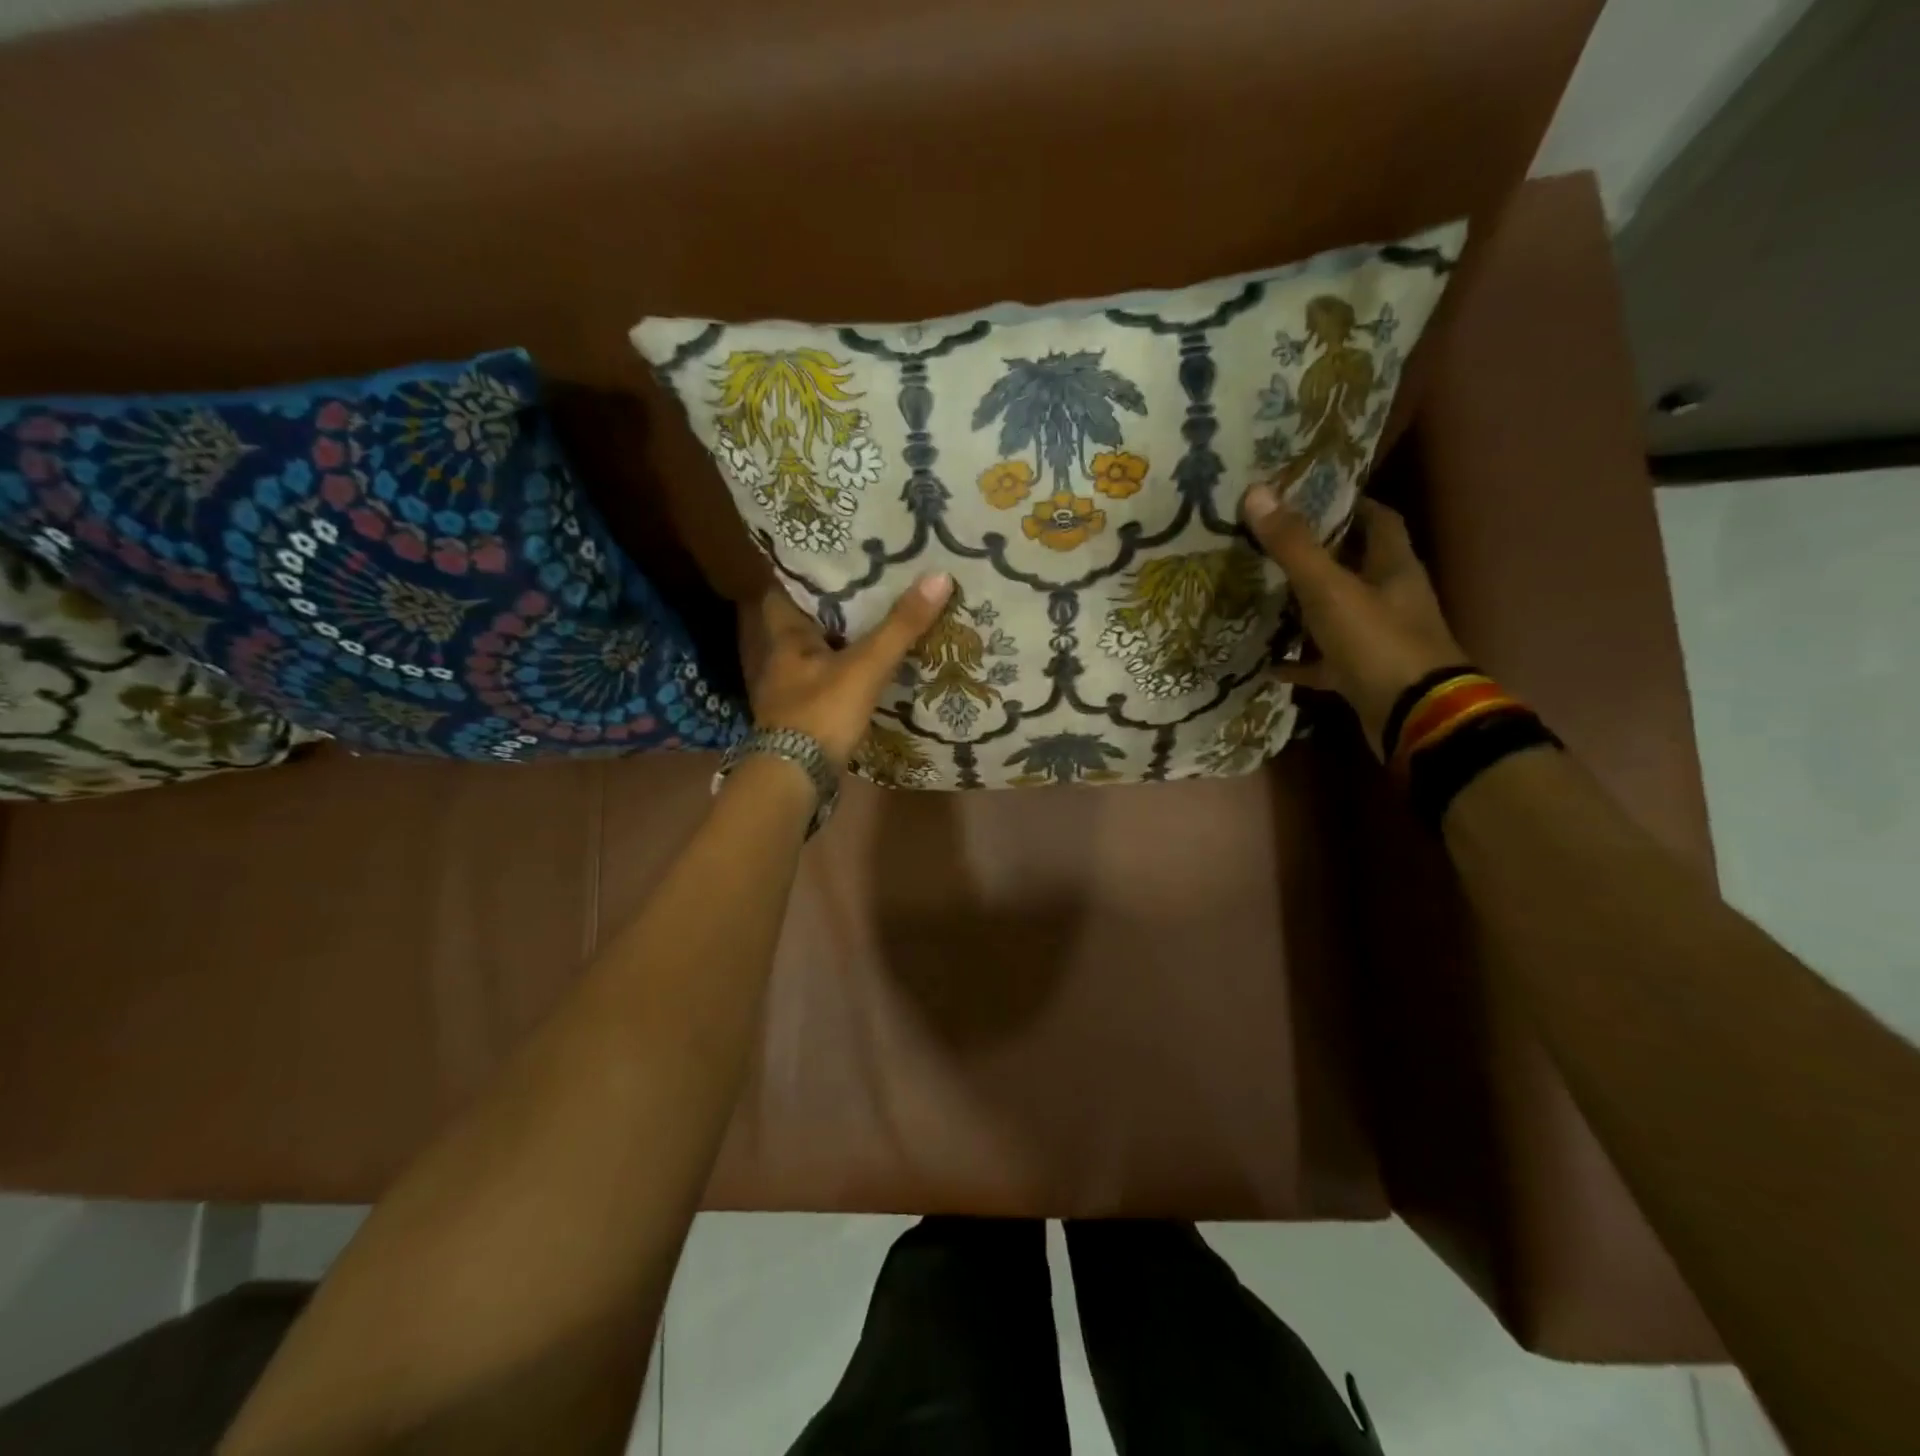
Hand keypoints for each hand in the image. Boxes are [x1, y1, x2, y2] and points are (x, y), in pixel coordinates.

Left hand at [742, 574, 952, 764]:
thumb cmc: (821, 713)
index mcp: (786, 638)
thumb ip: (900, 626)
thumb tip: (940, 576)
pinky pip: (826, 683)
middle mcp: (781, 660)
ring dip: (841, 643)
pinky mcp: (804, 718)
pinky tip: (871, 672)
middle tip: (871, 588)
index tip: (837, 562)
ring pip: (817, 655)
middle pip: (805, 623)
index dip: (805, 576)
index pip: (784, 592)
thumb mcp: (865, 666)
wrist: (795, 779)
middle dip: (833, 609)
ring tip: (878, 623)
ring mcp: (790, 692)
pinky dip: (845, 674)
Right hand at [1241, 487, 1465, 757]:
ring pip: (1339, 614)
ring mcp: (1380, 640)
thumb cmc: (1378, 642)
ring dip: (1306, 609)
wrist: (1414, 716)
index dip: (1350, 506)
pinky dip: (1300, 662)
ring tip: (1262, 598)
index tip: (1311, 499)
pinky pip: (1326, 662)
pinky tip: (1267, 664)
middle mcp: (1392, 599)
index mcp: (1394, 568)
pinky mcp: (1365, 675)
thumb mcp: (1329, 590)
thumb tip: (1256, 492)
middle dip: (1319, 556)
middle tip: (1272, 546)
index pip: (1379, 521)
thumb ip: (1293, 546)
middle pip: (1357, 566)